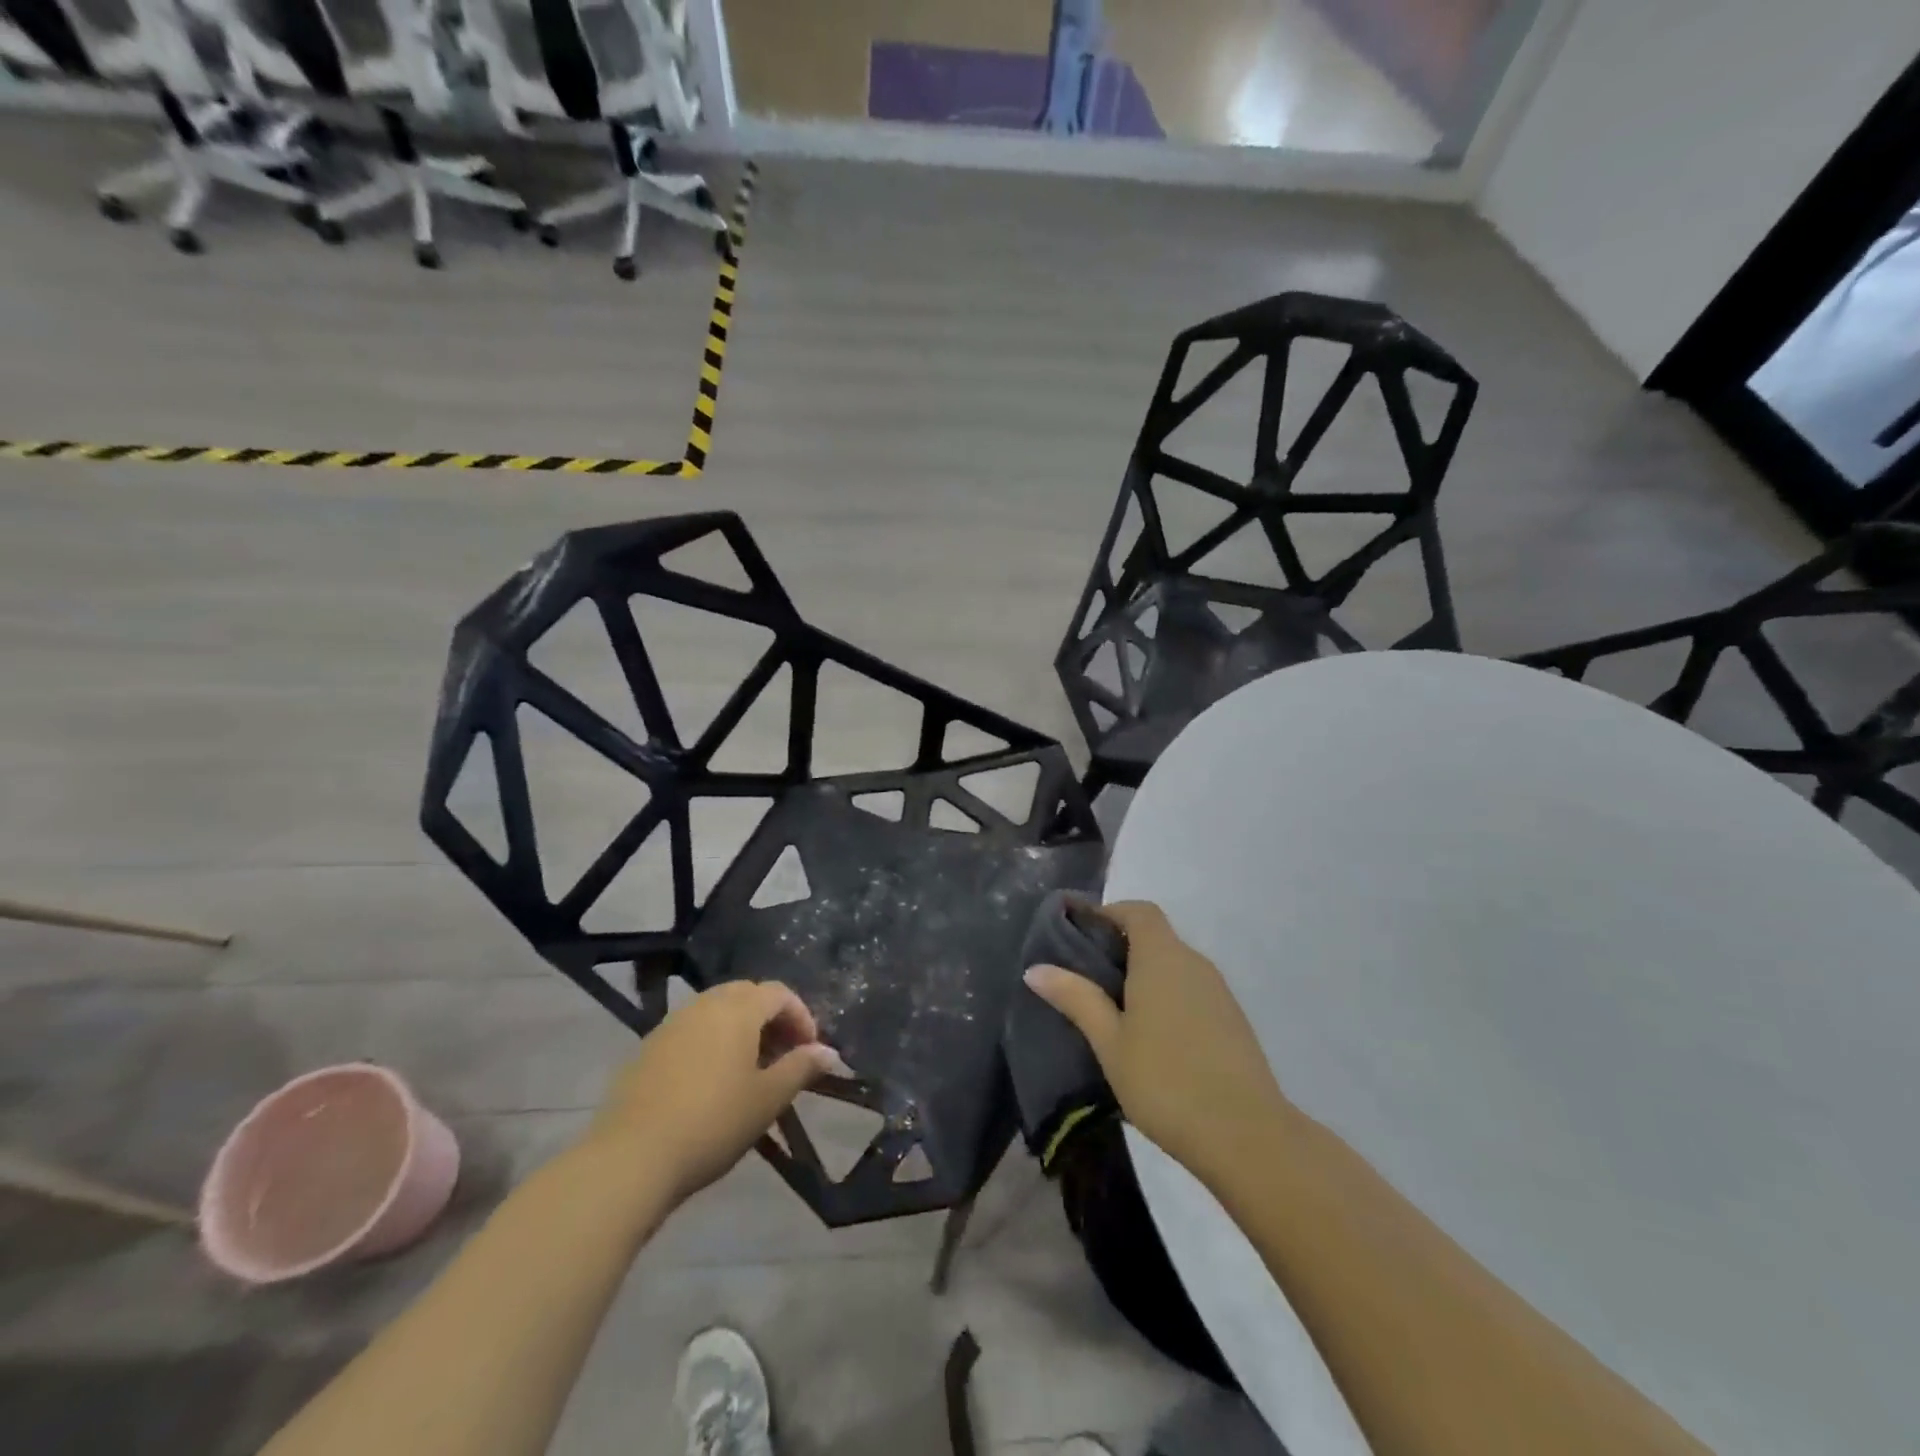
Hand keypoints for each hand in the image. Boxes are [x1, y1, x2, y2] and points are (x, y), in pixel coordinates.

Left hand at [586, 981, 846, 1205]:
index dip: (801, 1016)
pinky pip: (691, 1030)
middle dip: (771, 1018)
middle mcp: (704, 1005)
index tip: (809, 1051)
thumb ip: (800, 1068)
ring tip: (750, 1070)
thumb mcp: (767, 1099)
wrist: (631, 1157)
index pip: (779, 993)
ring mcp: (671, 1024)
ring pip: (716, 1010)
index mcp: (737, 1009)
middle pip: (746, 994)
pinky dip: (711, 1042)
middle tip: (782, 1055)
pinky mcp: (648, 1048)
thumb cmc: (712, 1123)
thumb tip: (828, 1052)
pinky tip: (711, 1082)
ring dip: (740, 1029)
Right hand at [1025, 900, 1291, 1190]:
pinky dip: (1167, 996)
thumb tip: (1036, 968)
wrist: (1247, 1135)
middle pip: (1156, 936)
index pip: (1138, 912)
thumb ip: (1076, 998)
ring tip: (1112, 1009)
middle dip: (1120, 947)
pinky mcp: (1232, 1021)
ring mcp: (1219, 992)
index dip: (1108, 913)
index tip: (1079, 932)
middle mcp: (1194, 963)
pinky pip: (1191, 990)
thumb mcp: (1109, 1042)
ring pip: (1174, 966)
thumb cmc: (1166, 1081)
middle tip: (1085, 976)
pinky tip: (1151, 1036)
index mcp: (1162, 958)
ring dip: (1144, 974)